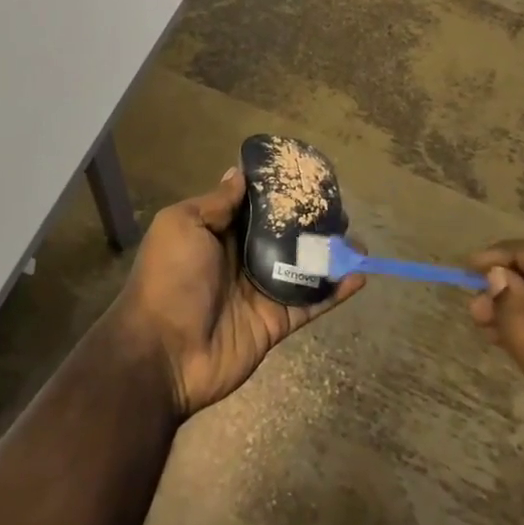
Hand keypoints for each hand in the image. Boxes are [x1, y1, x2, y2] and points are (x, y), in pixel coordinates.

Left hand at [116, 167, 364, 418]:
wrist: (163, 352)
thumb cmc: (170, 278)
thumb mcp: (182, 225)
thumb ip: (216, 203)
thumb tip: (238, 173)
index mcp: (215, 232)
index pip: (252, 206)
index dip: (276, 191)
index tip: (304, 175)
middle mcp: (239, 258)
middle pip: (281, 235)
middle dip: (309, 221)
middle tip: (339, 207)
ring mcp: (259, 291)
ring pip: (301, 267)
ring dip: (329, 254)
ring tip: (358, 240)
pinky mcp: (275, 322)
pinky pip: (310, 303)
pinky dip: (335, 291)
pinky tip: (360, 275)